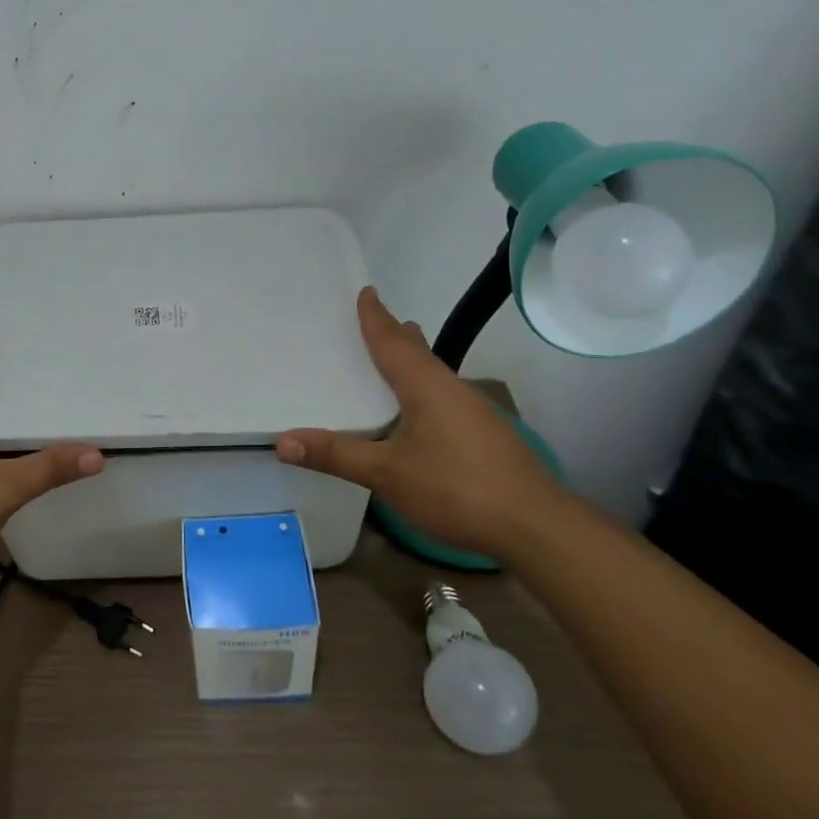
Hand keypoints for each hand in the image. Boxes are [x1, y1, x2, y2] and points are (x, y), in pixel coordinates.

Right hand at [276, 286, 563, 559]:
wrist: (537, 527)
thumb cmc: (456, 489)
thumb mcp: (386, 474)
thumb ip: (336, 456)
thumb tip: (282, 441)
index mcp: (425, 385)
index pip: (392, 341)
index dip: (375, 317)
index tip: (366, 291)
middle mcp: (451, 388)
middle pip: (418, 351)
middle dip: (396, 334)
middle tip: (376, 320)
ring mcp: (474, 411)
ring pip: (434, 374)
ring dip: (412, 360)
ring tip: (395, 357)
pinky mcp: (486, 434)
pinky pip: (444, 396)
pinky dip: (423, 388)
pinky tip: (420, 411)